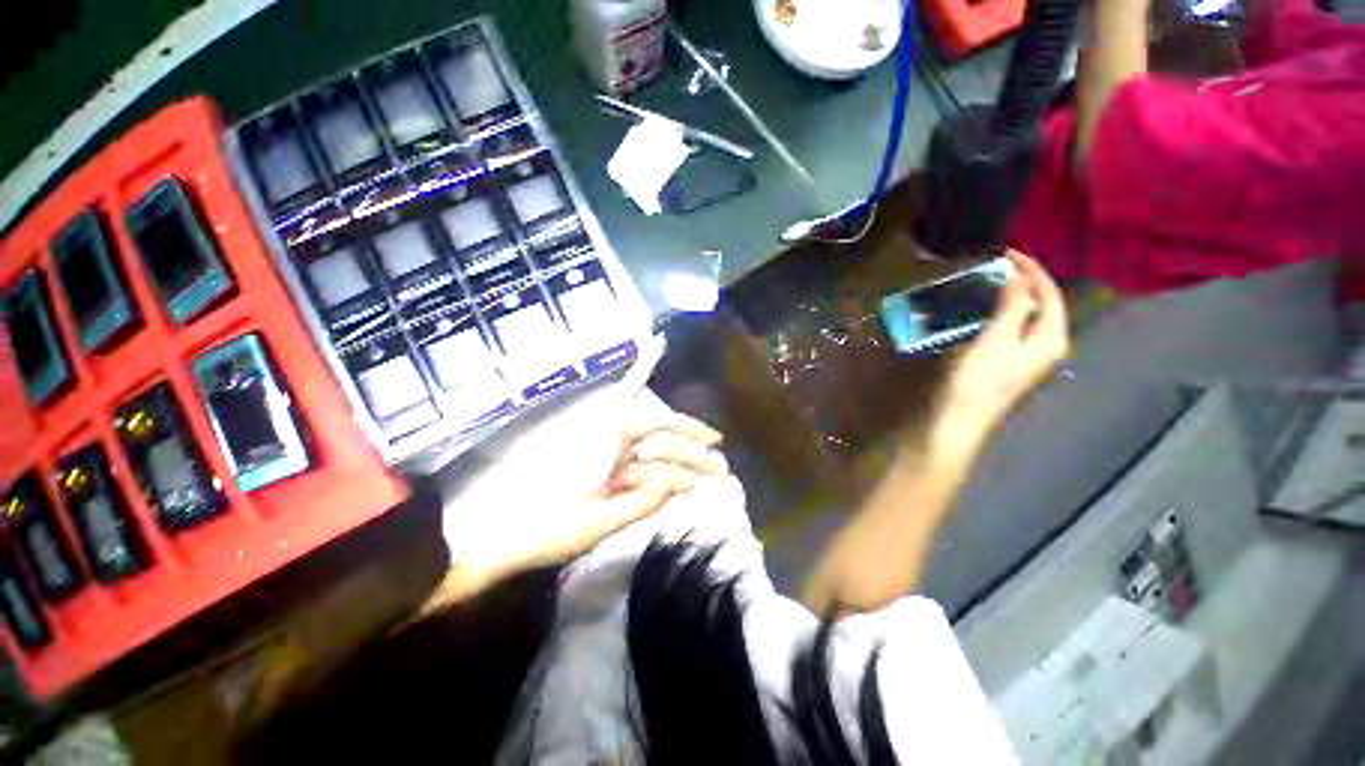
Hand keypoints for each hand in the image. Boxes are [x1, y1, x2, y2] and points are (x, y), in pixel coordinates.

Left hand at [425, 403, 727, 613]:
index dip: (689, 428)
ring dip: (681, 472)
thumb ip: (643, 500)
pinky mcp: (605, 481)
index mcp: (608, 442)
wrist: (506, 543)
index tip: (715, 440)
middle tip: (721, 472)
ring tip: (710, 486)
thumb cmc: (550, 527)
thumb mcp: (601, 519)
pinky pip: (640, 478)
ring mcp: (609, 464)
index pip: (657, 423)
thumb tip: (677, 483)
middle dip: (692, 456)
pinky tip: (680, 493)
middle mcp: (611, 445)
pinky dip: (660, 485)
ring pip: (653, 462)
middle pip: (660, 443)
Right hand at [944, 250, 1070, 430]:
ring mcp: (1026, 357)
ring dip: (1010, 298)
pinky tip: (983, 311)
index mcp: (1051, 338)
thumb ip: (1013, 305)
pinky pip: (1010, 329)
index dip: (1032, 270)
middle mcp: (1046, 346)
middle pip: (1042, 305)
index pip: (1050, 294)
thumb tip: (1018, 276)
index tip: (1006, 252)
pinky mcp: (1006, 363)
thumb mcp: (998, 338)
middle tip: (997, 266)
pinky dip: (999, 314)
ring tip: (989, 283)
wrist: (960, 417)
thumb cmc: (980, 378)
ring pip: (1025, 317)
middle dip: (1023, 282)